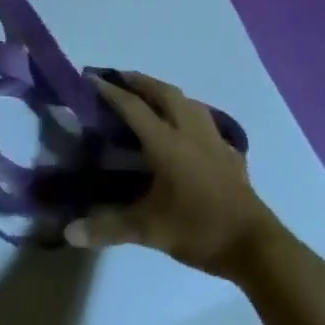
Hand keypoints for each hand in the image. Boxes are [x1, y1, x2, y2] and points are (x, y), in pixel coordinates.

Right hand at [64, 71, 284, 278]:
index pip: (132, 107)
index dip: (109, 90)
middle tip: (118, 78)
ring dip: (165, 92)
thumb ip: (108, 228)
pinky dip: (190, 114)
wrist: (256, 247)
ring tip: (150, 95)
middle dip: (139, 81)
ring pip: (188, 101)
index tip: (89, 76)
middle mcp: (189, 132)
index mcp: (166, 143)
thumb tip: (68, 233)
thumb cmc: (199, 230)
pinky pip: (206, 121)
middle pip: (163, 93)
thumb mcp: (148, 230)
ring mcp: (213, 140)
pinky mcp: (230, 154)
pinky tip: (187, 128)